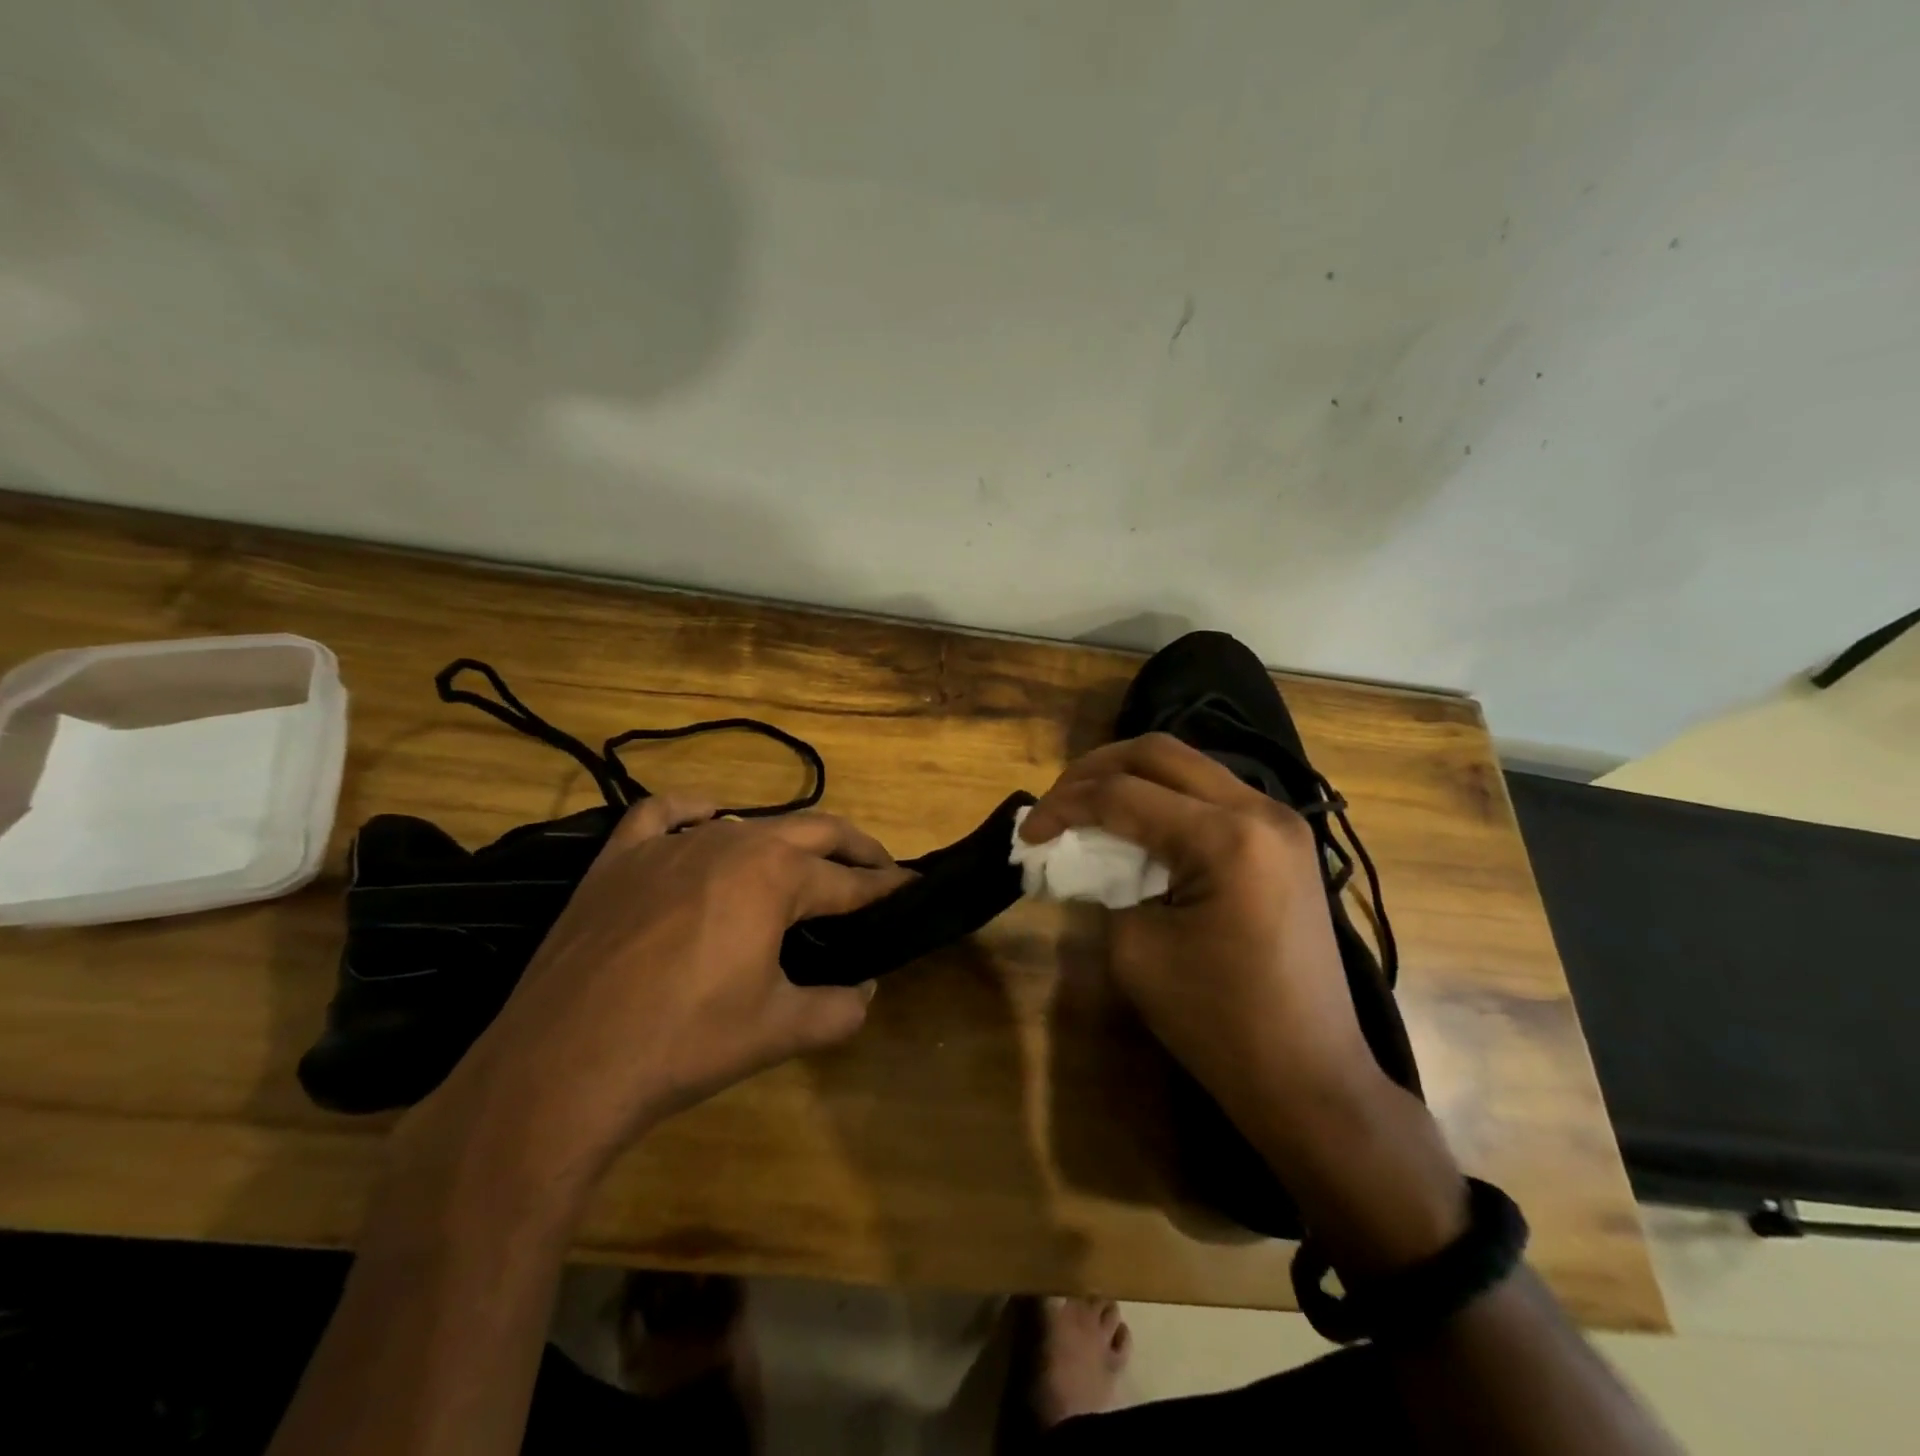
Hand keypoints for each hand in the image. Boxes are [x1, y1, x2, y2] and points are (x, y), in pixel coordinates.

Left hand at [402, 796, 913, 1192]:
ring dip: (786, 840)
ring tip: (802, 865)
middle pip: (813, 830)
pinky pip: (665, 814)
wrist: (562, 1066)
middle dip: (854, 848)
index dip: (887, 887)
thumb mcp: (779, 1030)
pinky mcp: (620, 857)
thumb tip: (867, 990)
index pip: (850, 881)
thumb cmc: (684, 1044)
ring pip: (748, 822)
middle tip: (878, 870)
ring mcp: (671, 844)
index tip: (912, 887)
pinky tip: (707, 821)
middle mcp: (731, 841)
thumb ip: (840, 1007)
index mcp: (776, 876)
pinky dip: (695, 811)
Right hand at [1019, 734, 1378, 1134]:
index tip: (1027, 833)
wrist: (1308, 1076)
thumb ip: (1104, 884)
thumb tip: (1089, 854)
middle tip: (1056, 803)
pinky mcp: (1284, 840)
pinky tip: (1137, 827)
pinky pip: (1213, 794)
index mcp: (1226, 838)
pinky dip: (1166, 799)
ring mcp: (1281, 821)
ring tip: (1089, 809)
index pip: (1122, 795)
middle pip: (1159, 753)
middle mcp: (1260, 810)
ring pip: (1188, 766)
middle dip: (1095, 770)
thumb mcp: (1136, 950)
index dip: (1063, 806)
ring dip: (1131, 779)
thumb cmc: (1218, 1023)